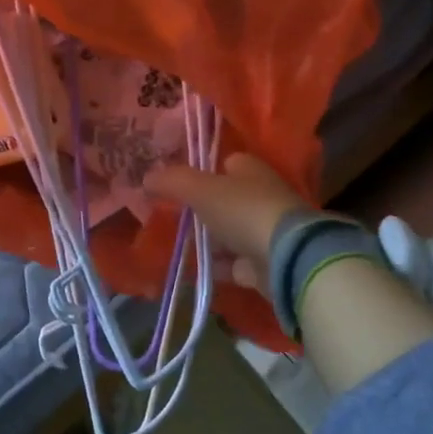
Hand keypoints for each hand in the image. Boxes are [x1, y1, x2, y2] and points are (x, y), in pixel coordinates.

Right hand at [145, 153, 309, 283]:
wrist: (287, 258)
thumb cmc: (243, 210)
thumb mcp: (200, 189)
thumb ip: (172, 181)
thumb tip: (145, 178)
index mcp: (250, 170)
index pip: (226, 163)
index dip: (203, 170)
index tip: (178, 184)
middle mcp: (261, 196)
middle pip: (226, 199)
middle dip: (203, 208)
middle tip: (174, 216)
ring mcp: (266, 231)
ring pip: (230, 232)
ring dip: (209, 240)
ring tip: (177, 245)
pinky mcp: (266, 263)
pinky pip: (234, 263)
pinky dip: (216, 266)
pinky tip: (193, 271)